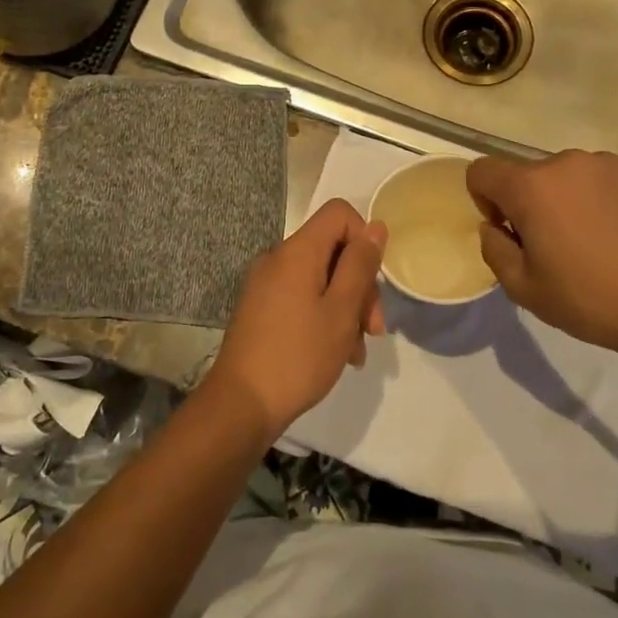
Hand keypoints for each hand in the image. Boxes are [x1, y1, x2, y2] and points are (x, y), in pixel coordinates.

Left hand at [203, 199, 385, 442]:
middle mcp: (278, 259)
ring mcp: (266, 285)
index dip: (364, 238)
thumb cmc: (298, 355)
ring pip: (320, 278)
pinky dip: (324, 317)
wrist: (241, 404)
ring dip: (346, 308)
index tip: (372, 280)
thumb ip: (360, 265)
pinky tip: (338, 354)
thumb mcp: (341, 311)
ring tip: (356, 351)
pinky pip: (302, 297)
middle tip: (373, 329)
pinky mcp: (261, 308)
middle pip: (332, 249)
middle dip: (360, 285)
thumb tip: (375, 226)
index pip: (339, 213)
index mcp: (296, 251)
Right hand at [465, 150, 617, 362]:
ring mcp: (605, 162)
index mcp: (531, 187)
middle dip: (528, 203)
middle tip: (552, 245)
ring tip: (590, 239)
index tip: (509, 231)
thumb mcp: (522, 288)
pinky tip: (617, 231)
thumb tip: (494, 226)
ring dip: (564, 199)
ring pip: (564, 176)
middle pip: (526, 175)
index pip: (481, 171)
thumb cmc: (588, 298)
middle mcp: (564, 162)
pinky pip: (599, 177)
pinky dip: (597, 196)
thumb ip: (493, 248)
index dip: (484, 200)